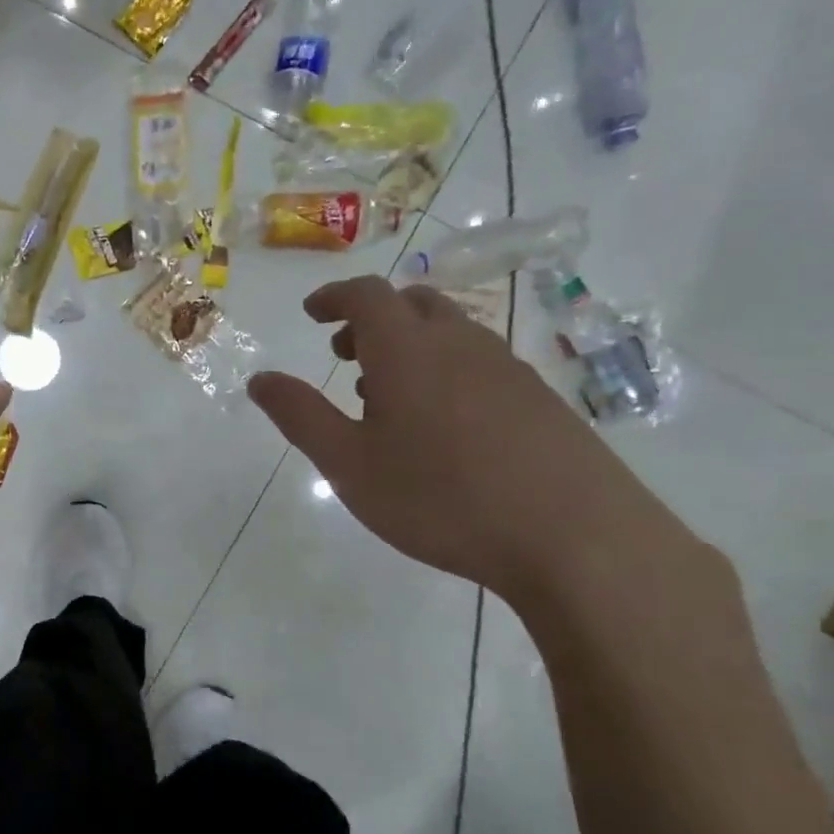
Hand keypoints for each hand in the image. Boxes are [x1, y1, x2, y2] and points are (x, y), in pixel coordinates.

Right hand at [247, 275, 673, 601]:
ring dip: (408, 344)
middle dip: (371, 319)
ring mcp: (507, 368)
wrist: (574, 538)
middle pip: (412, 303)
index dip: (334, 297)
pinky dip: (444, 369)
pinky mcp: (539, 398)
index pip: (366, 294)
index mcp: (408, 349)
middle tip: (344, 354)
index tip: (312, 314)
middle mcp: (459, 343)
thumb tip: (259, 379)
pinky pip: (478, 361)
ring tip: (385, 395)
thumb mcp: (349, 463)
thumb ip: (300, 415)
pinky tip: (441, 426)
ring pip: (449, 332)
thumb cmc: (441, 498)